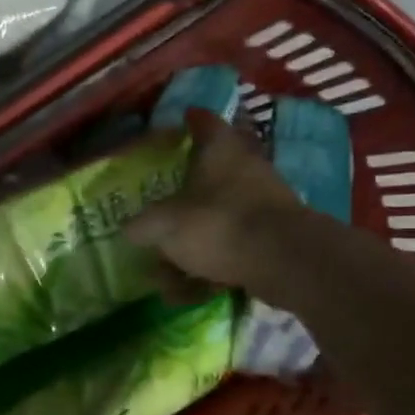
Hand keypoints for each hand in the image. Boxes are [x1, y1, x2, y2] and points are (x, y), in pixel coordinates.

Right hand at [126, 108, 305, 294]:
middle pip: (207, 175)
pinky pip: (230, 248)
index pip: (203, 121)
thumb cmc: (218, 224)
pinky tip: (188, 294)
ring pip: (216, 219)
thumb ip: (142, 226)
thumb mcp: (164, 225)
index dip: (188, 120)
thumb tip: (130, 229)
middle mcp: (243, 169)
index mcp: (219, 150)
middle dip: (180, 199)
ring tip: (165, 278)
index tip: (178, 121)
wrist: (284, 261)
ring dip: (189, 247)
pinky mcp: (272, 237)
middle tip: (156, 214)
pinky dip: (209, 268)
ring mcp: (261, 203)